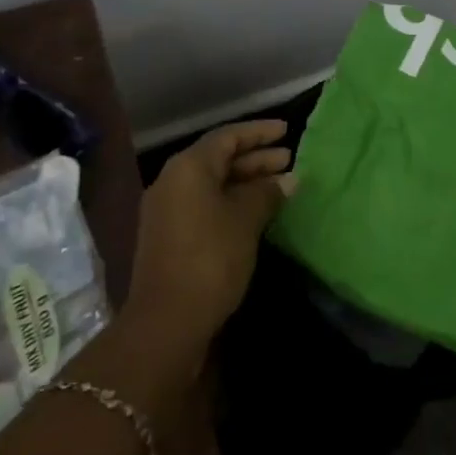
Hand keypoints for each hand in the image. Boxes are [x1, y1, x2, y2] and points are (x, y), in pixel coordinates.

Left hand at [127, 119, 294, 370]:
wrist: (166, 323)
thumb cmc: (210, 258)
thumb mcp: (245, 220)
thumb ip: (267, 193)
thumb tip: (289, 178)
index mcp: (188, 167)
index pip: (228, 136)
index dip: (259, 132)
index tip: (287, 131)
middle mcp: (173, 180)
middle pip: (219, 158)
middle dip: (256, 158)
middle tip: (289, 160)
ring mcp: (167, 210)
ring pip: (213, 184)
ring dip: (246, 182)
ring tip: (280, 186)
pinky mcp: (168, 236)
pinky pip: (205, 204)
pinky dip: (231, 201)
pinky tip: (256, 212)